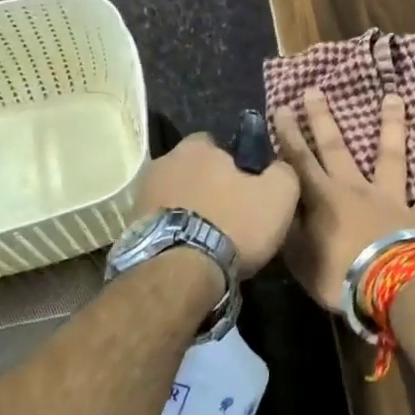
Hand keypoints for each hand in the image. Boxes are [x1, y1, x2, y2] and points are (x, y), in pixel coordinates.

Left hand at [136, 133, 299, 276]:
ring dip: (188, 208)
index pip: (215, 143)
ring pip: (174, 195)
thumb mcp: (279, 195)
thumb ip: (283, 172)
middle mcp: (163, 162)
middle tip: (229, 213)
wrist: (180, 271)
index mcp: (196, 148)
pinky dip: (173, 230)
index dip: (233, 163)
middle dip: (207, 185)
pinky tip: (188, 250)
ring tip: (207, 237)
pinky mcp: (131, 226)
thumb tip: (278, 167)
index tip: (246, 186)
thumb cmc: (233, 223)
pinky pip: (160, 221)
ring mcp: (142, 194)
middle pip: (191, 169)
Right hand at [272, 89, 414, 311]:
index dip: (289, 135)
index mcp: (324, 199)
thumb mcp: (300, 258)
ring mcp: (392, 198)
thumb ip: (290, 228)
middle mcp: (357, 189)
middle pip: (337, 149)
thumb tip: (281, 205)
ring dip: (392, 125)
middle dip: (323, 119)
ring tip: (393, 97)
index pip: (300, 161)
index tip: (283, 108)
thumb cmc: (338, 276)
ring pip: (390, 156)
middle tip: (315, 90)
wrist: (390, 287)